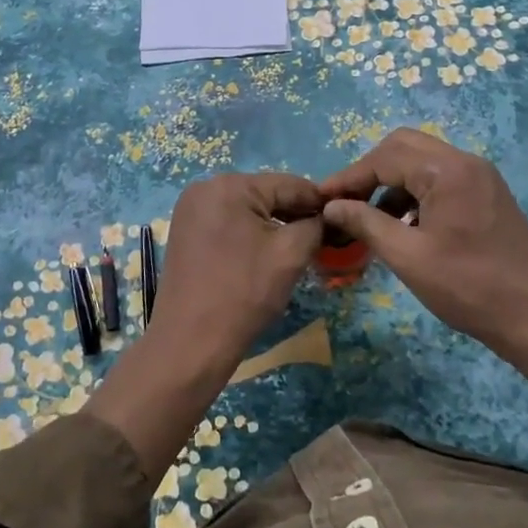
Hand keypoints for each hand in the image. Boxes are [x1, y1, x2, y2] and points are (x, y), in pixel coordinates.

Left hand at [148, 172, 325, 371]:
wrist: (190, 343)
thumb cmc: (244, 294)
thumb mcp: (290, 255)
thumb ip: (315, 225)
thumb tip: (326, 216)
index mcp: (229, 185)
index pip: (288, 184)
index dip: (319, 202)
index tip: (342, 218)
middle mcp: (205, 187)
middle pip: (265, 194)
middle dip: (294, 214)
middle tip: (323, 238)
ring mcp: (190, 209)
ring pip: (247, 209)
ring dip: (273, 225)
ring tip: (297, 248)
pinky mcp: (185, 231)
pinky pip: (228, 222)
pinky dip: (250, 233)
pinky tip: (265, 254)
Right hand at [318, 128, 527, 351]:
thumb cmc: (468, 287)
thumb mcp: (407, 257)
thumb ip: (366, 223)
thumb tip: (332, 206)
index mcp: (447, 170)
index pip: (384, 157)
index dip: (349, 177)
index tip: (321, 199)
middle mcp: (465, 161)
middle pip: (403, 147)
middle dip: (370, 171)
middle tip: (347, 202)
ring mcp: (480, 176)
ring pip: (422, 161)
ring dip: (392, 182)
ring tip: (372, 219)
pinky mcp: (487, 193)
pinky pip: (441, 178)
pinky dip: (416, 192)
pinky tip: (405, 225)